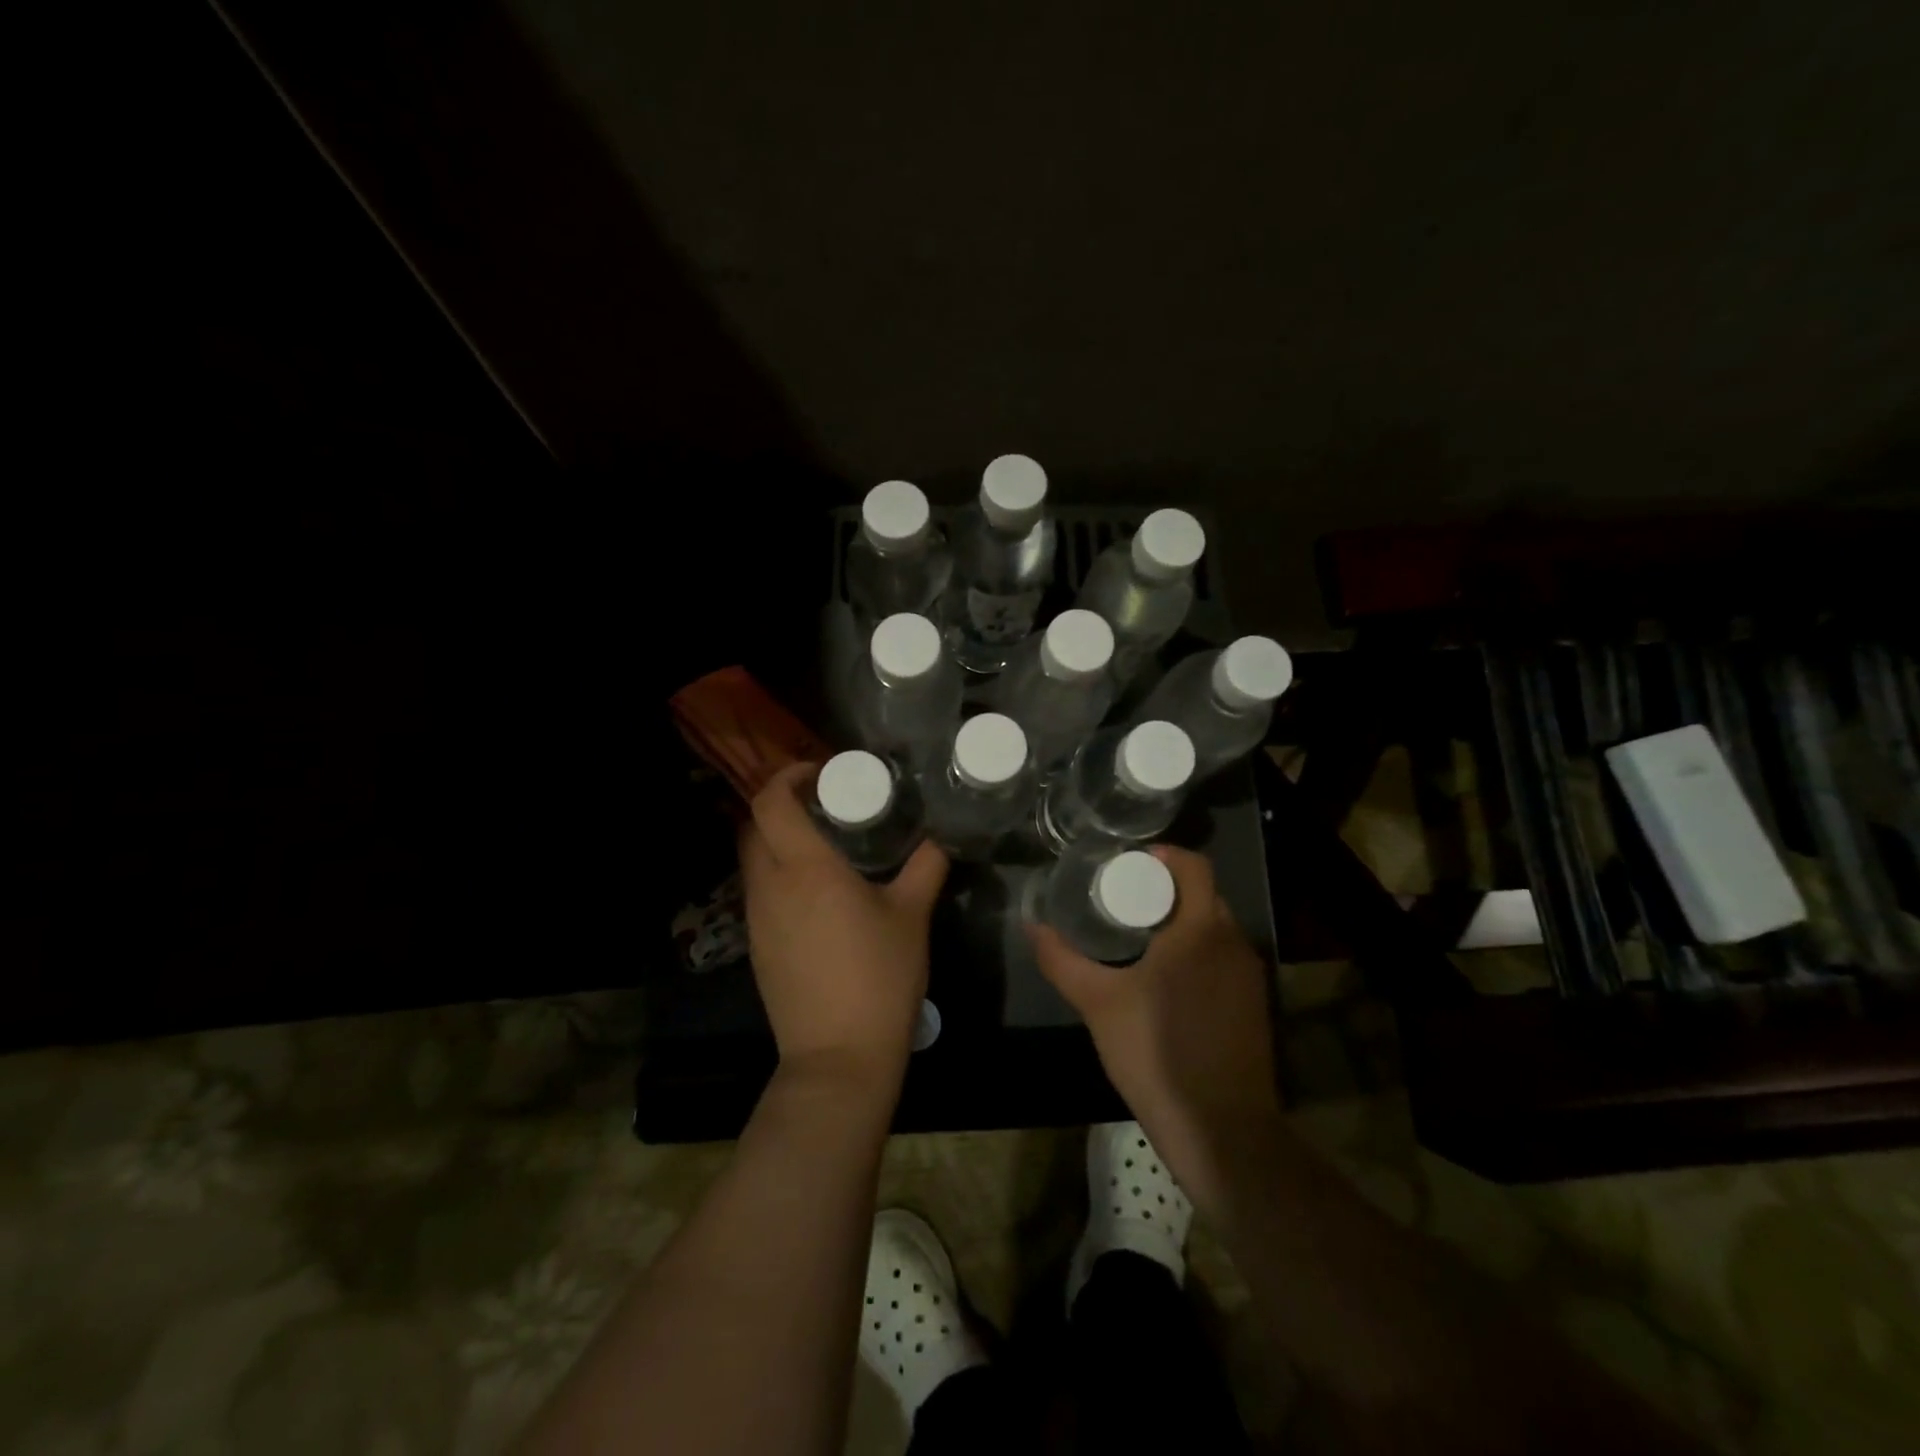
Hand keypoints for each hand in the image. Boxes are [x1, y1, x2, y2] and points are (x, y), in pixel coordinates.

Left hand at [739, 763, 948, 1091]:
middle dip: (782, 805)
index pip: (769, 801)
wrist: (839, 1056)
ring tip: (825, 846)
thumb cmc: (878, 977)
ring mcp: (756, 919)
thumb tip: (939, 836)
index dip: (787, 776)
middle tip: (826, 805)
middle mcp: (770, 886)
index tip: (819, 772)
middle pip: (754, 826)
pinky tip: (817, 894)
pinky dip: (779, 875)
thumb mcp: (912, 915)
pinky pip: (760, 892)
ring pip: (753, 860)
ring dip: (779, 841)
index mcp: (804, 868)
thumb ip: (926, 865)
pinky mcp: (757, 946)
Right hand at [1028, 845, 1279, 1206]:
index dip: (1163, 856)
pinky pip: (1223, 958)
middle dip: (1165, 889)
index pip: (1194, 865)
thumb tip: (1032, 925)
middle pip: (1203, 894)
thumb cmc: (1156, 1053)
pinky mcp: (1254, 1005)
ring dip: (1181, 922)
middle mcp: (1234, 942)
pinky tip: (1166, 979)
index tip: (1127, 865)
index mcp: (1201, 929)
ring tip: (1138, 936)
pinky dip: (1197, 952)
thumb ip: (1062, 960)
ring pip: (1214, 927)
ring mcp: (1250, 975)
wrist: (1222, 1130)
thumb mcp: (1098, 1003)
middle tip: (1122, 900)